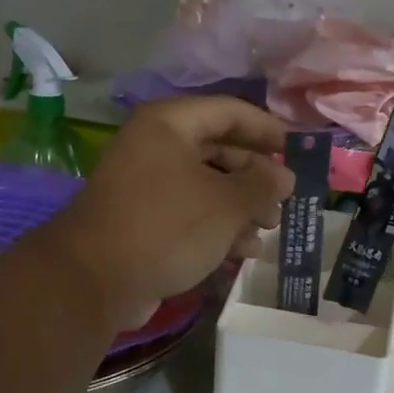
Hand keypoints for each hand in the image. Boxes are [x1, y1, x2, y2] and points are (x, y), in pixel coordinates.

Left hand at [45, 97, 294, 330]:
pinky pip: (191, 213)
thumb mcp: (226, 203)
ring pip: (207, 185)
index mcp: (170, 124)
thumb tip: (284, 177)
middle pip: (220, 150)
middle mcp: (156, 146)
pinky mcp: (144, 220)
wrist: (96, 280)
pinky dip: (218, 227)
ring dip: (242, 207)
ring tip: (269, 230)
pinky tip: (244, 251)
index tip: (298, 151)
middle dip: (255, 177)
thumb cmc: (167, 225)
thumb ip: (262, 184)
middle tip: (284, 200)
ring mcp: (147, 184)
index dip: (267, 129)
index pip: (230, 112)